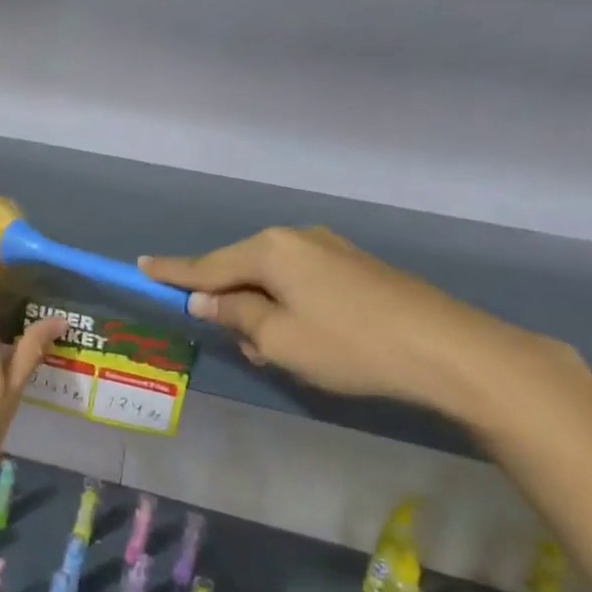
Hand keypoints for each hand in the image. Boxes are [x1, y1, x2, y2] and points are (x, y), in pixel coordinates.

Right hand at [139, 227, 558, 420]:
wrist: (451, 350)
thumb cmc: (350, 346)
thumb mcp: (279, 340)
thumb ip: (235, 316)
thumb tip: (206, 300)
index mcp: (270, 250)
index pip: (206, 265)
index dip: (172, 272)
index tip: (140, 266)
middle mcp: (295, 238)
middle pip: (241, 271)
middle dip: (233, 307)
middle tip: (249, 348)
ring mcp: (329, 249)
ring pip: (273, 281)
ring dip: (266, 313)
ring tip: (289, 353)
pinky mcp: (355, 266)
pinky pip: (302, 283)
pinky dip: (293, 309)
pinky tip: (316, 339)